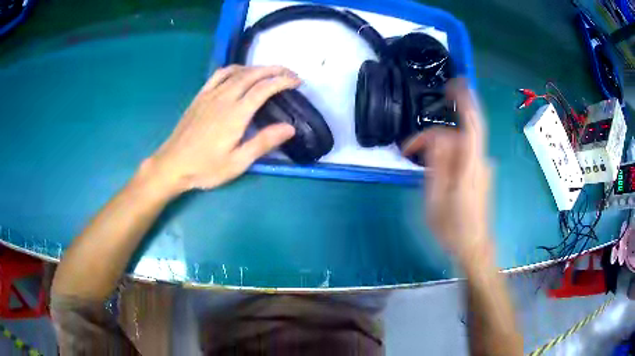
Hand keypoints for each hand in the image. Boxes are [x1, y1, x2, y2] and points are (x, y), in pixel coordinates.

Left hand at [143, 65, 299, 193]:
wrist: (172, 164)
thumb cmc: (205, 167)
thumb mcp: (237, 162)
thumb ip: (263, 143)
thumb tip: (290, 127)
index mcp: (236, 114)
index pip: (264, 88)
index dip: (283, 81)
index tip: (297, 82)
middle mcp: (224, 97)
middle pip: (253, 74)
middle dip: (274, 70)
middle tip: (289, 73)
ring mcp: (210, 94)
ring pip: (237, 71)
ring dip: (257, 68)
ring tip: (269, 72)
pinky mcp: (200, 96)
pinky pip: (219, 75)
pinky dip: (234, 69)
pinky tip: (239, 73)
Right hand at [402, 78, 492, 266]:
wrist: (474, 247)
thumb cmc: (453, 228)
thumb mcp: (436, 198)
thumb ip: (437, 164)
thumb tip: (435, 137)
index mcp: (471, 167)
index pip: (474, 124)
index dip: (467, 100)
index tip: (454, 84)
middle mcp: (480, 162)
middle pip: (459, 136)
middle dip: (435, 137)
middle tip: (411, 149)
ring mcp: (482, 168)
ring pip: (459, 147)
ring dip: (439, 149)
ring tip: (418, 162)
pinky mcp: (480, 174)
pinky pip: (463, 156)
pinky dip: (447, 156)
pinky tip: (434, 170)